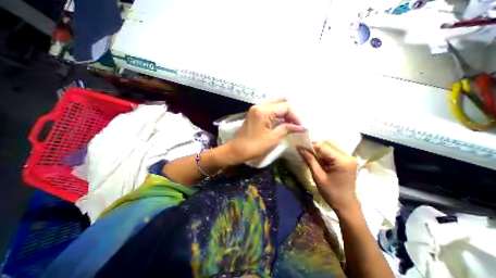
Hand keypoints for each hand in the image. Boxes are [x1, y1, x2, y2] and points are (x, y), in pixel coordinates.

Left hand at [229, 99, 302, 162]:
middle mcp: (259, 105)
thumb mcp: (273, 138)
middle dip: (291, 112)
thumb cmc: (254, 146)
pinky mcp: (255, 113)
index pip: (286, 106)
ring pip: (275, 104)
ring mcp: (256, 108)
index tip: (301, 126)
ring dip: (284, 112)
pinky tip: (282, 121)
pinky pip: (269, 109)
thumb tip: (300, 127)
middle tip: (296, 123)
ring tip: (291, 123)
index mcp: (264, 111)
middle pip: (280, 102)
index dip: (296, 116)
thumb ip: (286, 128)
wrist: (237, 150)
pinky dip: (277, 113)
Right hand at [296, 141, 357, 211]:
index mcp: (342, 161)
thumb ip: (310, 160)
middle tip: (304, 151)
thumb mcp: (318, 176)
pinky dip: (324, 153)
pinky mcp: (347, 160)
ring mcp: (349, 158)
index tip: (299, 146)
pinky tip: (318, 158)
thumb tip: (299, 148)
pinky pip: (333, 151)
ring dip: (319, 149)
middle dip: (315, 146)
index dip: (310, 145)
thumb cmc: (331, 192)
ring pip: (330, 146)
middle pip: (328, 144)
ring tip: (310, 155)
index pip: (323, 146)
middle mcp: (348, 156)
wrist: (346, 205)